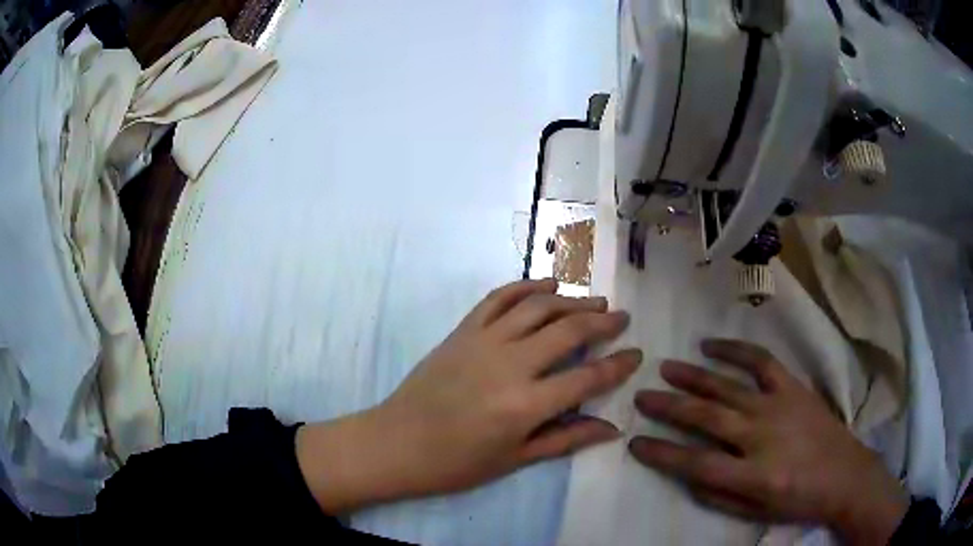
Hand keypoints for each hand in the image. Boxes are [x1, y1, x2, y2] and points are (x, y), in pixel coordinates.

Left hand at [297, 279, 640, 513]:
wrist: (397, 443)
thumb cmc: (456, 463)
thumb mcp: (515, 460)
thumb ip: (566, 439)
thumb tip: (612, 427)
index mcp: (525, 405)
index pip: (587, 378)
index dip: (617, 365)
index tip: (636, 355)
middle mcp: (510, 365)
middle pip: (568, 331)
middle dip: (602, 322)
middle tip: (621, 317)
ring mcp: (483, 341)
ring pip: (538, 307)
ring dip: (571, 300)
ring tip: (594, 301)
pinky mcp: (462, 331)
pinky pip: (498, 298)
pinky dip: (525, 286)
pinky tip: (546, 285)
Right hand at [629, 339, 907, 544]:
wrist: (845, 474)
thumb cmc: (799, 501)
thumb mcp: (756, 514)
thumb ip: (719, 497)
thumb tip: (690, 475)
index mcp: (752, 476)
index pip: (695, 464)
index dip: (661, 453)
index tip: (635, 443)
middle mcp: (761, 436)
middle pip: (706, 418)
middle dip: (668, 407)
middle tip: (641, 396)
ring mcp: (778, 406)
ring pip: (727, 386)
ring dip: (693, 377)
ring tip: (666, 367)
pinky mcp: (792, 387)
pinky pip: (761, 361)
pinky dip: (735, 350)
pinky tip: (712, 344)